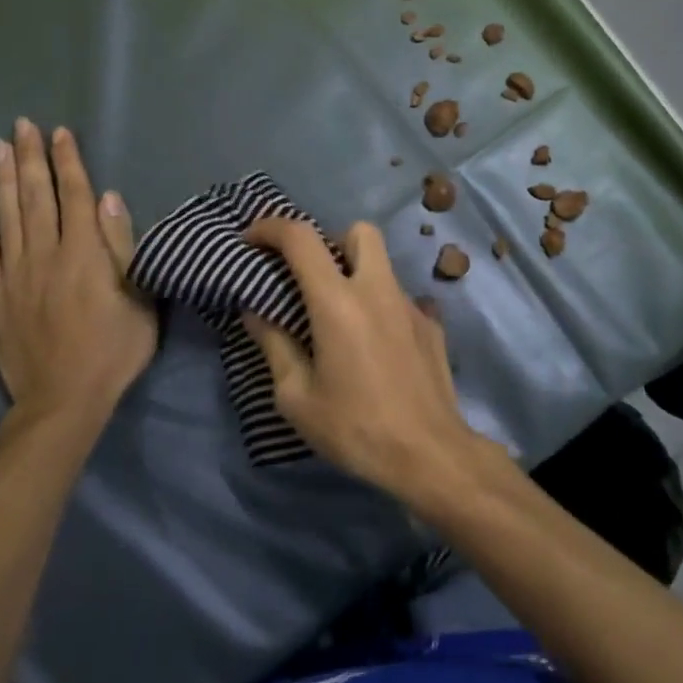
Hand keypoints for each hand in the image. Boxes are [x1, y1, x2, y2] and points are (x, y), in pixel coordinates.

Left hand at [0, 120, 157, 430]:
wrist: (63, 401)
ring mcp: (15, 276)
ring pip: (7, 218)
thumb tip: (107, 198)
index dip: (67, 162)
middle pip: (37, 198)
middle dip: (31, 159)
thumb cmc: (114, 350)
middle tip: (22, 125)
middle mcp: (45, 255)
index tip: (59, 133)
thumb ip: (122, 246)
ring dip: (4, 180)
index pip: (74, 196)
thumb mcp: (139, 299)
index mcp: (84, 254)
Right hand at [243, 219, 495, 506]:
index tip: (251, 240)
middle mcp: (377, 289)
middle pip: (358, 231)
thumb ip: (274, 346)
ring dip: (355, 272)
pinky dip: (379, 306)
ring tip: (339, 314)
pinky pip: (399, 297)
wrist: (430, 455)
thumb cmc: (355, 428)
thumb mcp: (297, 397)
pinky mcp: (431, 325)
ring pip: (381, 263)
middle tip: (310, 275)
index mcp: (338, 302)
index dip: (270, 228)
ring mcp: (410, 304)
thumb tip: (256, 313)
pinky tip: (373, 345)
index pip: (301, 239)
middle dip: (329, 240)